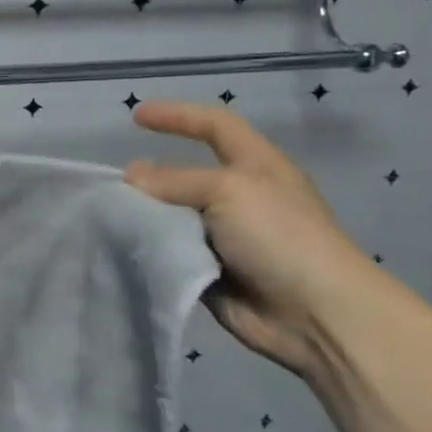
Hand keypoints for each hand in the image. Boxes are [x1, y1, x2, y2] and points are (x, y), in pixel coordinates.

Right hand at [124, 101, 387, 379]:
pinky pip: (173, 252)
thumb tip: (131, 176)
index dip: (178, 116)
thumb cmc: (280, 236)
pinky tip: (126, 249)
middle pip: (186, 174)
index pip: (214, 125)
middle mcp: (240, 197)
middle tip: (117, 184)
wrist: (317, 316)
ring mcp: (227, 237)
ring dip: (148, 216)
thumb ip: (174, 181)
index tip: (136, 116)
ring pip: (175, 216)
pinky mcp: (213, 271)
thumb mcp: (227, 191)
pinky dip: (152, 249)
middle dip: (153, 176)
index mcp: (256, 165)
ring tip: (114, 218)